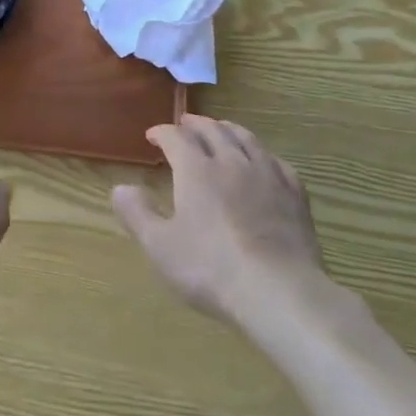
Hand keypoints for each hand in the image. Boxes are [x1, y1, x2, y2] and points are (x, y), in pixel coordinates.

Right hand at [113, 115, 333, 329]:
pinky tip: (263, 161)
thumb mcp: (160, 246)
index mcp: (196, 170)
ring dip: (228, 129)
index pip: (176, 137)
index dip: (162, 132)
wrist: (279, 291)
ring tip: (221, 129)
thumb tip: (120, 188)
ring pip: (246, 138)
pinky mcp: (294, 194)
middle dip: (195, 124)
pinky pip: (276, 161)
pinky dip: (262, 153)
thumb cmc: (210, 269)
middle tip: (185, 124)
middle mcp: (231, 161)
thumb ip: (138, 214)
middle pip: (213, 130)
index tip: (152, 136)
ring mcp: (267, 175)